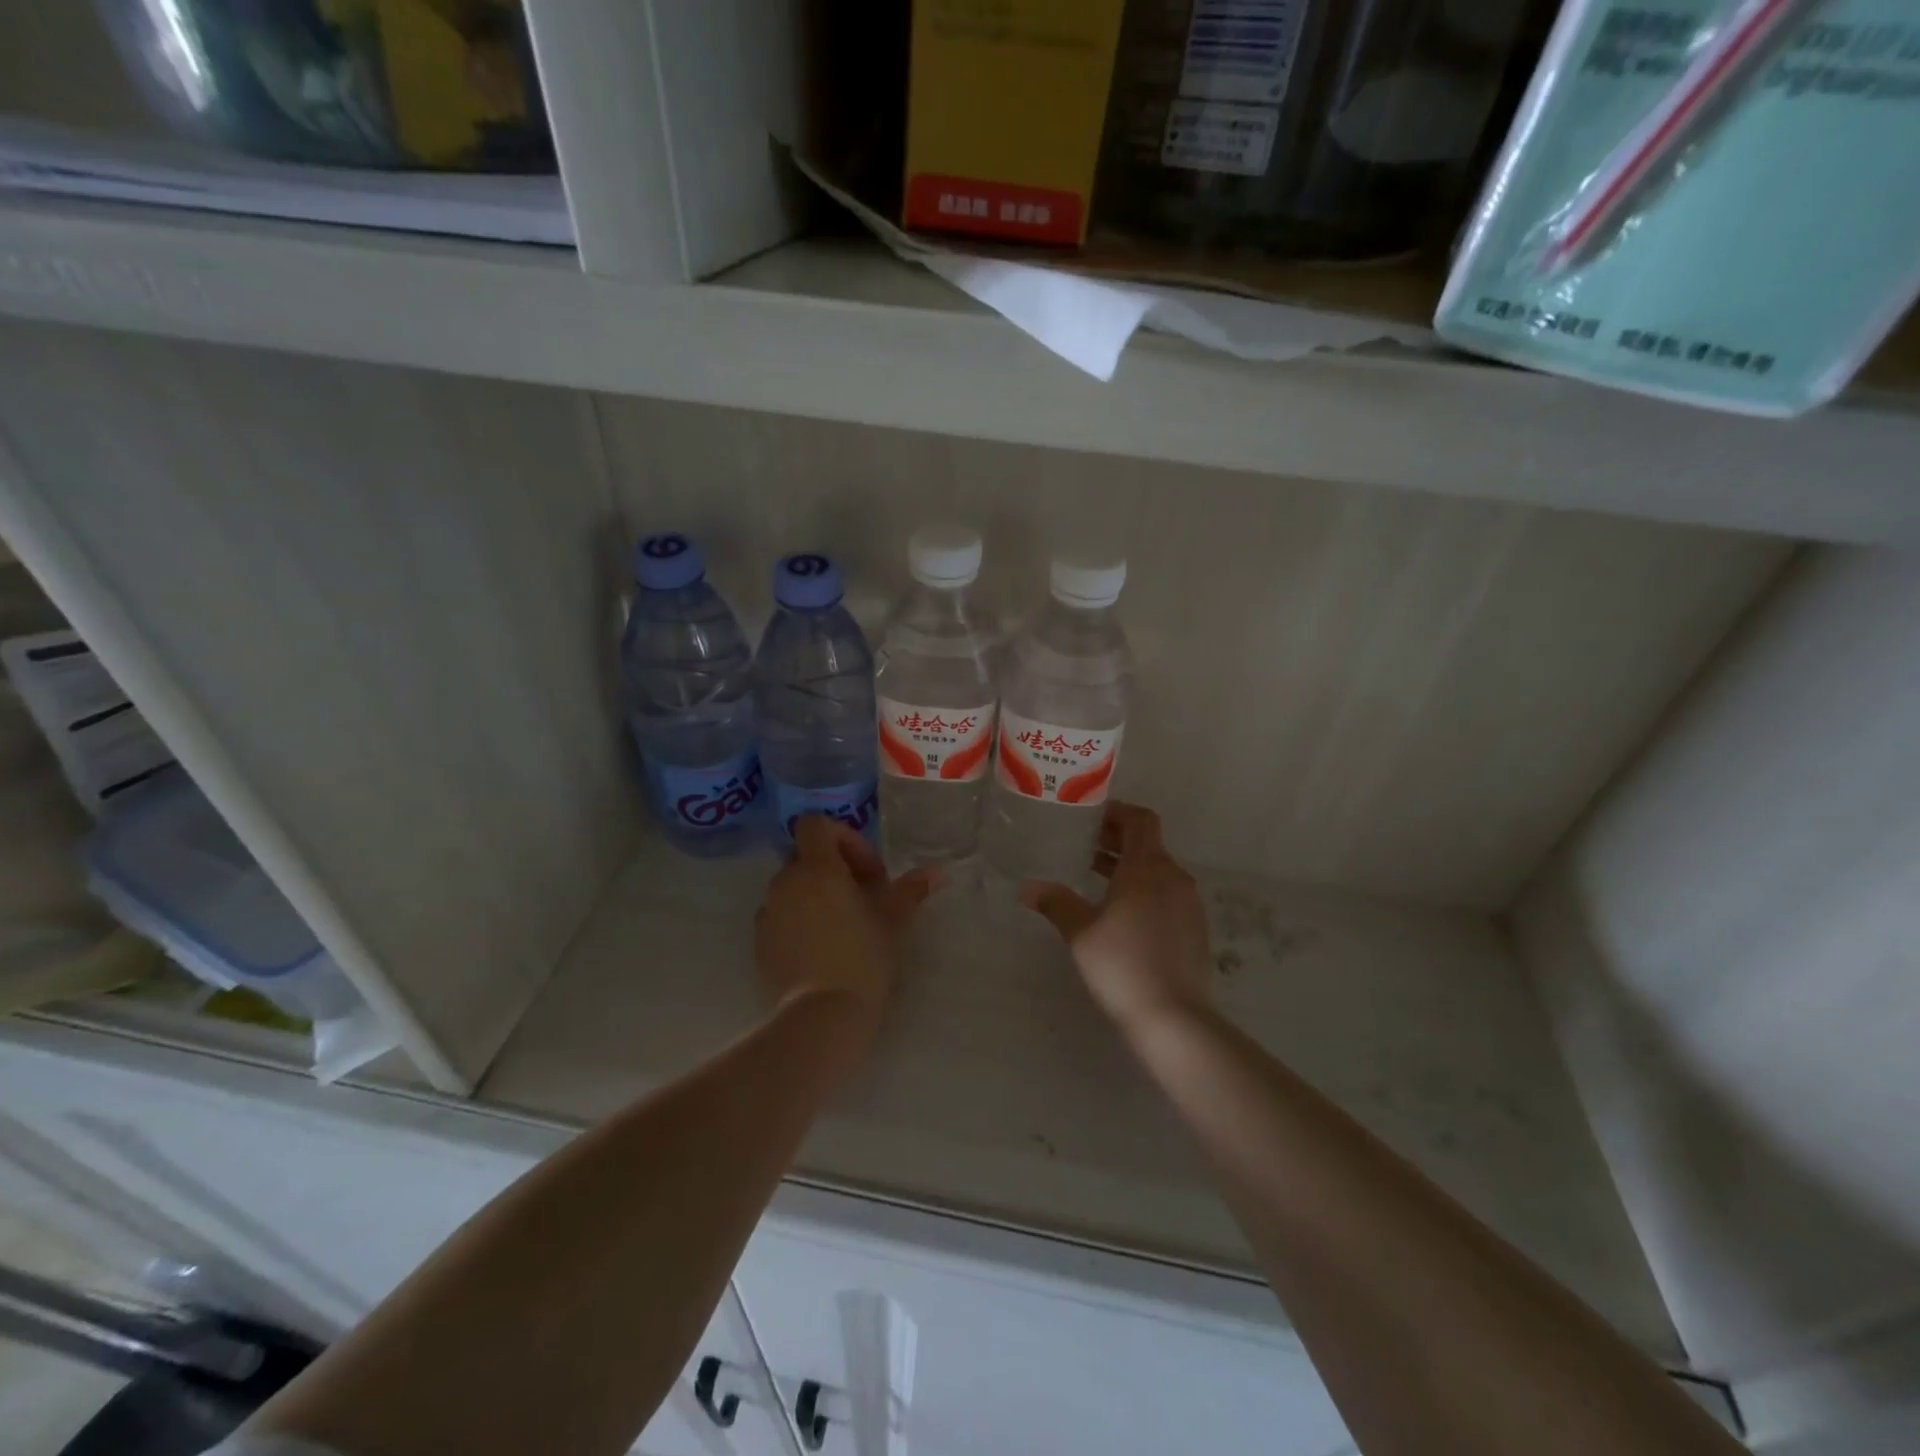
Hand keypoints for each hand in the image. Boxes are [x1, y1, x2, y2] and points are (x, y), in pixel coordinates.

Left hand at [756, 817, 939, 1036]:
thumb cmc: (862, 958)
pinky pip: (780, 916)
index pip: (816, 825)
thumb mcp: (893, 921)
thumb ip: (911, 890)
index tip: (868, 871)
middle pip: (806, 857)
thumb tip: (937, 872)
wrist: (820, 1016)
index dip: (843, 838)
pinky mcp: (758, 942)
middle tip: (863, 898)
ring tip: (843, 925)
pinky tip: (822, 948)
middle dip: (834, 869)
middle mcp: (785, 882)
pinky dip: (799, 920)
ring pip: (793, 887)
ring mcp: (768, 912)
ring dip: (816, 895)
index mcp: (817, 868)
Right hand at [1021, 803, 1213, 1039]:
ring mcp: (1188, 903)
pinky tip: (1120, 912)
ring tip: (1095, 876)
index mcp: (1147, 867)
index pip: (1140, 820)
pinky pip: (1167, 893)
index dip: (1117, 812)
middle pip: (1148, 843)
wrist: (1174, 1018)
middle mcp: (1173, 877)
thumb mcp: (1080, 932)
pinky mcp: (1194, 928)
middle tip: (1083, 843)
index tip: (1090, 817)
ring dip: (1129, 866)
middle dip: (1117, 839)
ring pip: (1157, 870)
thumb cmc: (1123, 964)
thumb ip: (1056, 902)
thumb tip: (1027, 887)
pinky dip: (1144, 889)